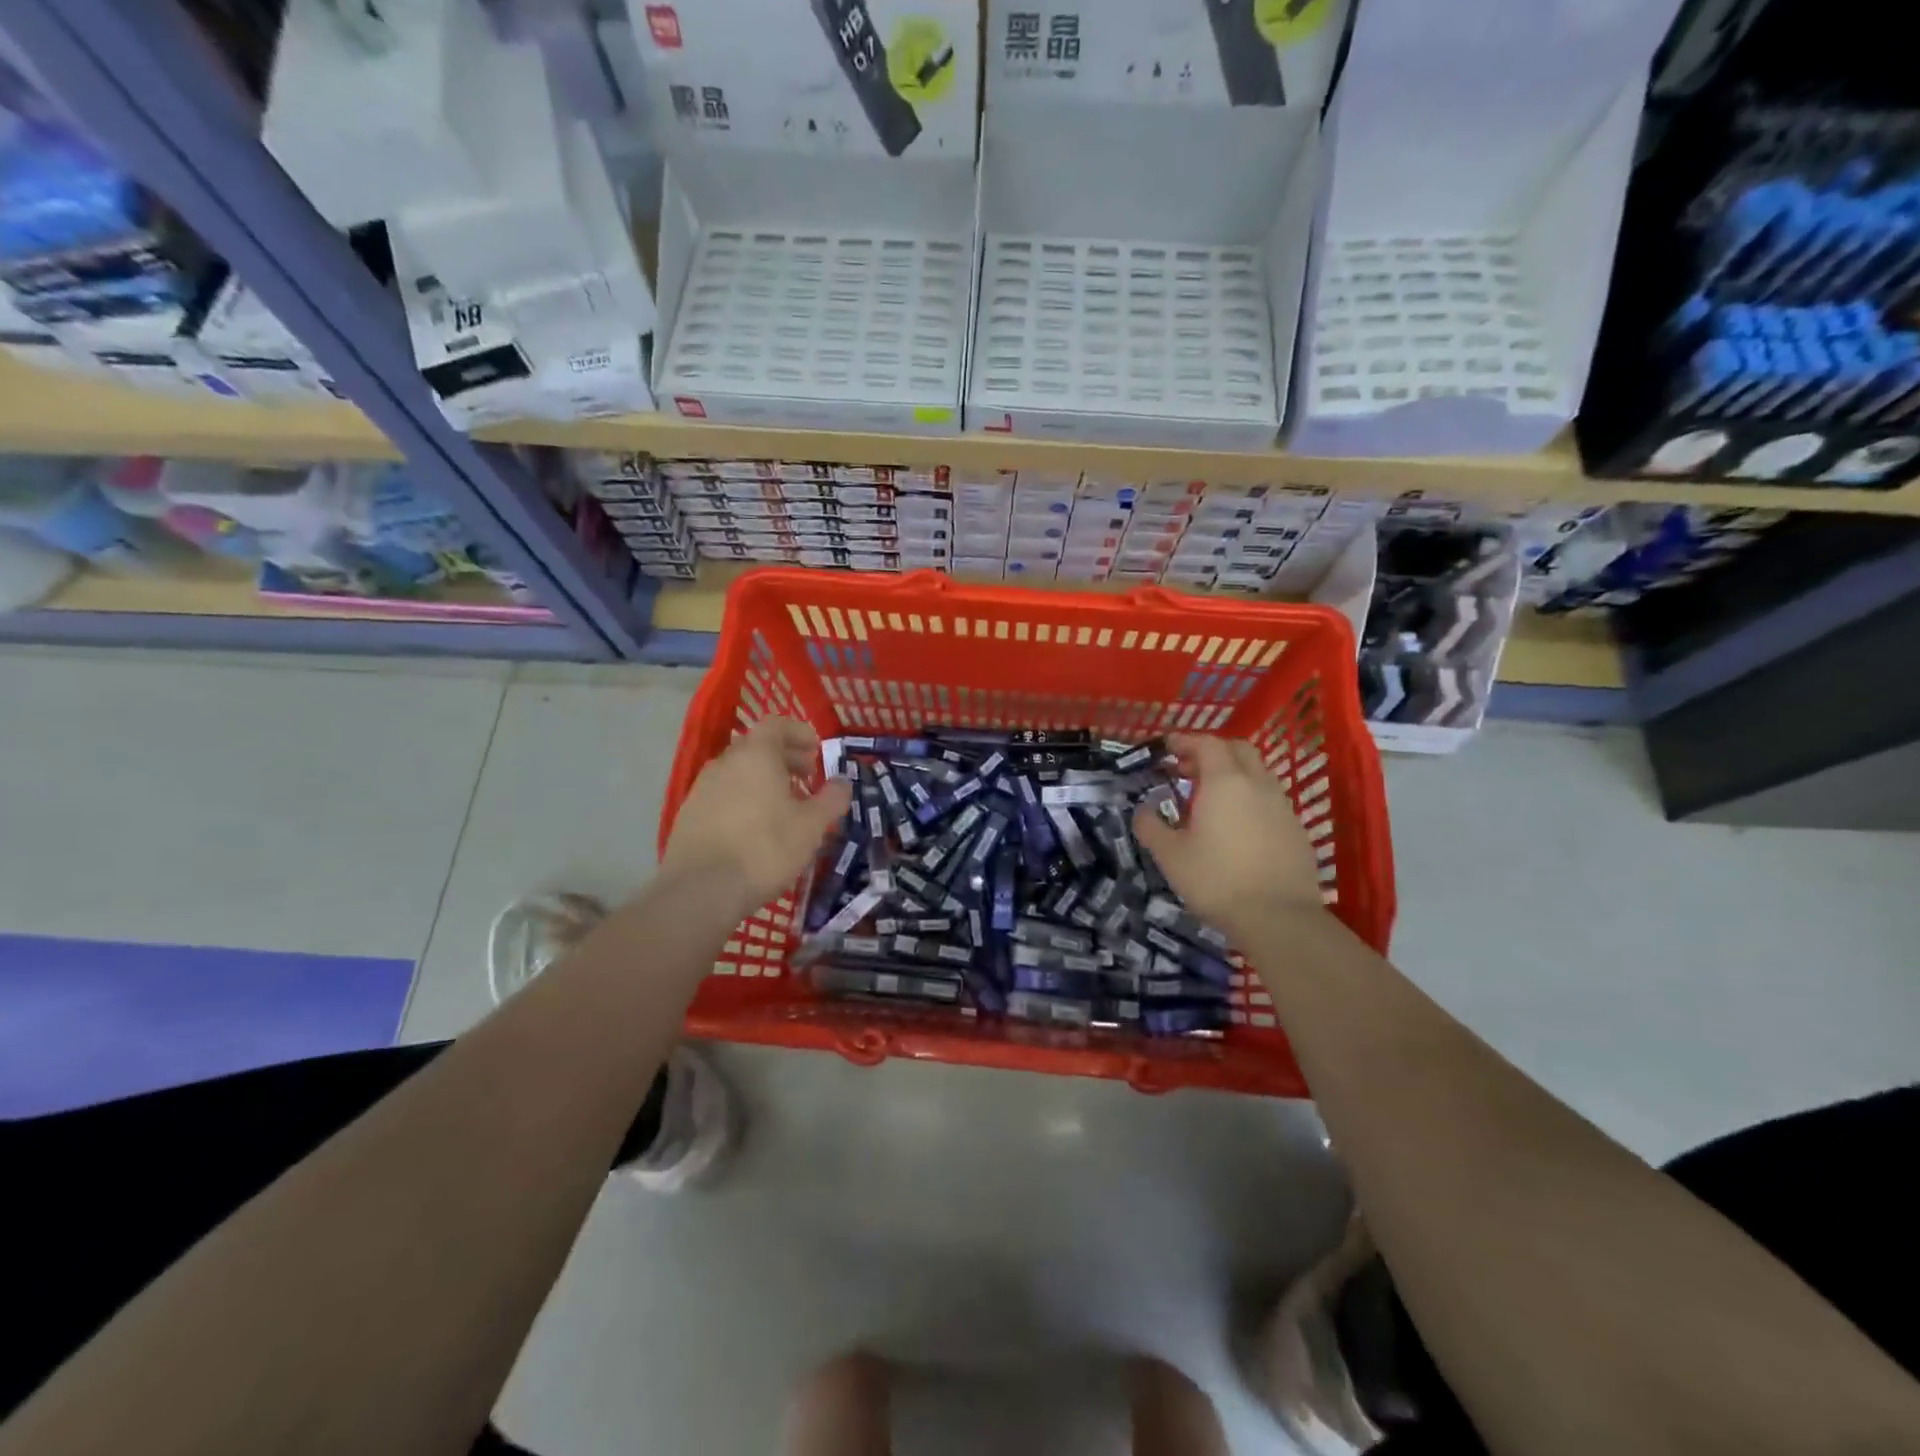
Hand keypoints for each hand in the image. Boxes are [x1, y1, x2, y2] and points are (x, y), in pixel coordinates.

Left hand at [662, 717, 851, 911]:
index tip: (817, 749)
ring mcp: (702, 789)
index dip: (799, 732)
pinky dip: (744, 799)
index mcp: (755, 755)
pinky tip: (757, 828)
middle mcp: (725, 763)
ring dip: (764, 780)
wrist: (701, 890)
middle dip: (785, 758)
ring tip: (785, 806)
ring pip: (739, 773)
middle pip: (757, 748)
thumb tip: (842, 782)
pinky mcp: (689, 816)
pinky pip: (724, 795)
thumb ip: (831, 799)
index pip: (776, 724)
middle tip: (807, 778)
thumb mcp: (812, 826)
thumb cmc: (765, 848)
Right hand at [1133, 733, 1325, 937]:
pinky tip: (1237, 826)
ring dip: (1233, 775)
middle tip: (1188, 770)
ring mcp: (1282, 806)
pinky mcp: (1297, 829)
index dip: (1185, 740)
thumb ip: (1151, 826)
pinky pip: (1270, 799)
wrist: (1279, 918)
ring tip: (1210, 800)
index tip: (1167, 747)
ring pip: (1258, 774)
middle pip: (1238, 750)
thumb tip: (1142, 811)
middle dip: (1212, 752)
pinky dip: (1250, 799)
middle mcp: (1257, 784)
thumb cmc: (1216, 880)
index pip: (1206, 743)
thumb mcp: (1170, 856)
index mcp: (1225, 782)